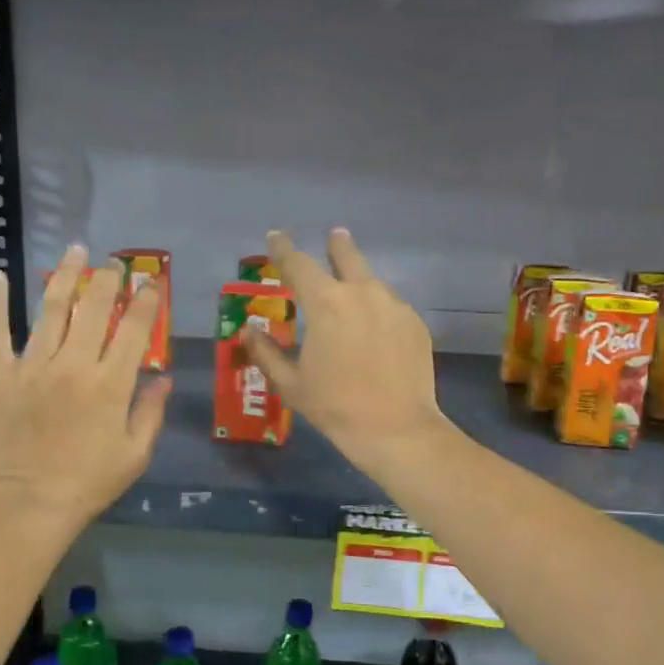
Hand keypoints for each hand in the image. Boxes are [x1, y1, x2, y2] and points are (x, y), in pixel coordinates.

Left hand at [0, 244, 171, 530]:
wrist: (28, 505)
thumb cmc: (88, 484)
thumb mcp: (135, 454)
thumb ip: (151, 412)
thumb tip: (163, 377)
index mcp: (111, 384)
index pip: (135, 329)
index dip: (146, 301)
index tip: (152, 282)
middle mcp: (74, 364)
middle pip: (94, 308)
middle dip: (108, 279)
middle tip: (115, 263)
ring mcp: (32, 366)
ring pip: (51, 308)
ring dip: (66, 275)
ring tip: (76, 251)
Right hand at [245, 229, 452, 472]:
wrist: (395, 427)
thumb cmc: (334, 405)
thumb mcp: (291, 383)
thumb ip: (266, 352)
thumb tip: (248, 330)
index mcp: (326, 303)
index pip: (298, 264)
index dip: (283, 249)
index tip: (275, 237)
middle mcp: (362, 293)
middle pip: (347, 255)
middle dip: (337, 245)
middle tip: (334, 236)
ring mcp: (394, 306)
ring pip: (372, 283)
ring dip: (359, 283)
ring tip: (354, 297)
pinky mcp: (415, 324)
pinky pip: (391, 307)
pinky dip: (379, 311)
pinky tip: (377, 332)